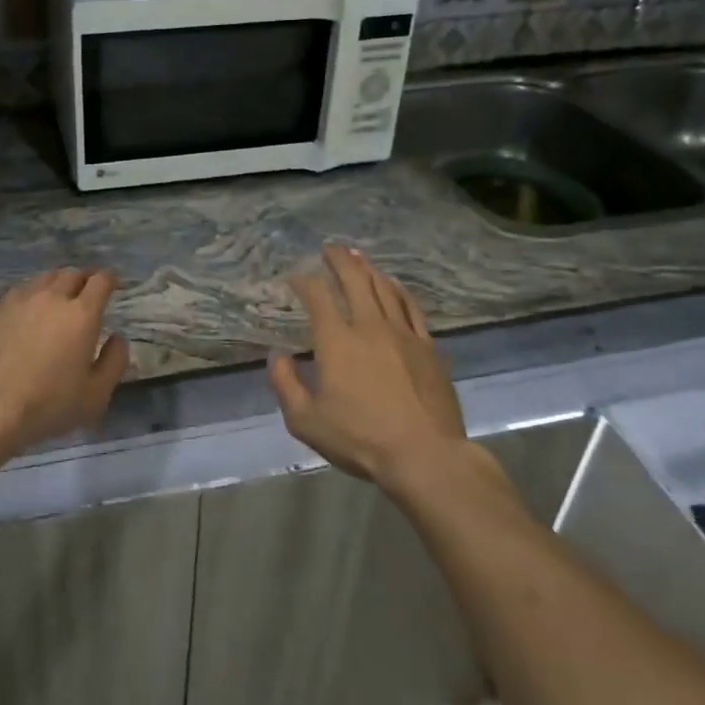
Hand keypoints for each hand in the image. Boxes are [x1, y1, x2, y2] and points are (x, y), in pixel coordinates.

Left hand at [0, 268, 129, 455]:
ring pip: (46, 277)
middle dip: (85, 279)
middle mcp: (53, 297)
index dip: (110, 279)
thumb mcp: (96, 395)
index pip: (101, 281)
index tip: (114, 286)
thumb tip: (118, 338)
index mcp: (82, 314)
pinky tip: (32, 309)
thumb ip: (114, 361)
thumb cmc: (48, 404)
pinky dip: (35, 292)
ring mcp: (22, 300)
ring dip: (59, 283)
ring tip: (60, 298)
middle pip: (73, 273)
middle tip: (88, 294)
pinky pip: (23, 289)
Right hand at [268, 246, 487, 496]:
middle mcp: (369, 326)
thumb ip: (285, 385)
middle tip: (329, 248)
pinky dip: (398, 290)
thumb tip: (277, 356)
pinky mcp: (427, 347)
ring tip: (357, 257)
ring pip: (383, 288)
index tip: (295, 277)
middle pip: (354, 279)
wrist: (425, 456)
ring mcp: (402, 334)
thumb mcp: (306, 421)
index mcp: (336, 341)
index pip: (317, 296)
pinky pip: (411, 307)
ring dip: (367, 268)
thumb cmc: (361, 439)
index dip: (303, 281)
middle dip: (338, 259)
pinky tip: (393, 285)